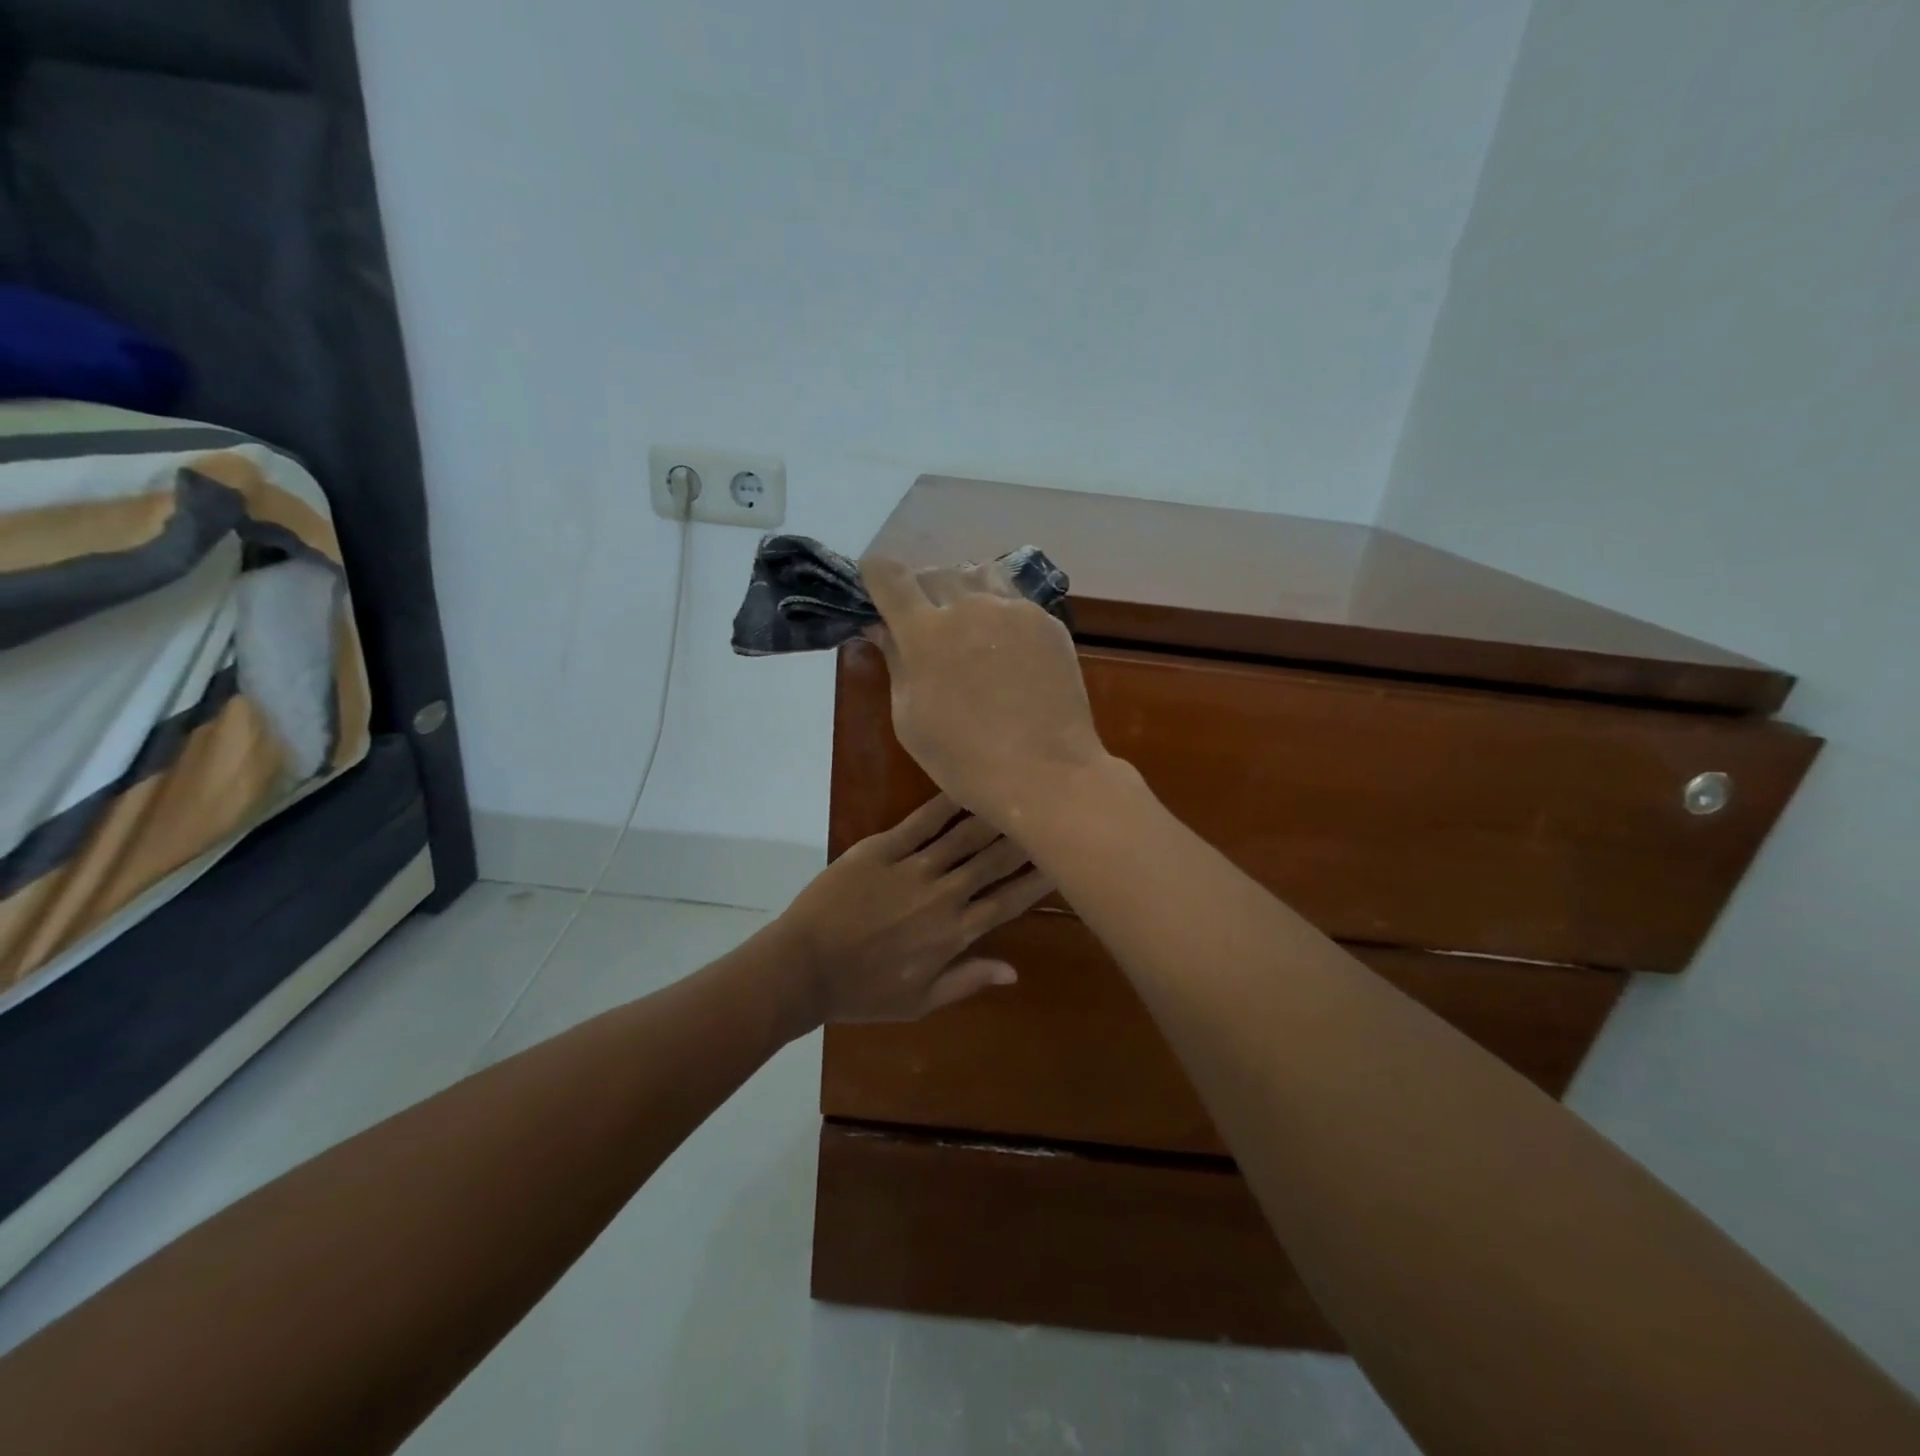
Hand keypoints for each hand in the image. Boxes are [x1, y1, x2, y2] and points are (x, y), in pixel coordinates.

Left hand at [773, 793, 1052, 1024]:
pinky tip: (965, 785)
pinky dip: (945, 803)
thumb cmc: (861, 991)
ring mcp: (912, 868)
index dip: (1039, 880)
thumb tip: (1014, 971)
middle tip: (1050, 811)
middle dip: (1026, 836)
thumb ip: (967, 981)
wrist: (803, 968)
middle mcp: (943, 894)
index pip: (1009, 900)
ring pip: (965, 836)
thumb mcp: (919, 1002)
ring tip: (1018, 793)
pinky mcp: (882, 849)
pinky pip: (921, 822)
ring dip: (994, 815)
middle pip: (994, 860)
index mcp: (955, 933)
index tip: (1064, 860)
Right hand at [859, 557, 1107, 822]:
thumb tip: (884, 628)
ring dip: (962, 590)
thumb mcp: (910, 719)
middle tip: (922, 621)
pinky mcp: (1047, 622)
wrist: (1045, 774)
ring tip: (965, 622)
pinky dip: (998, 610)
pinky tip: (1004, 645)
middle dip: (919, 590)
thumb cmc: (964, 759)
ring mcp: (1014, 610)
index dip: (875, 574)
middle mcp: (969, 606)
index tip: (874, 587)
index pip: (889, 575)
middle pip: (934, 572)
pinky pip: (1014, 600)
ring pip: (978, 575)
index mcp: (925, 631)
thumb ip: (896, 663)